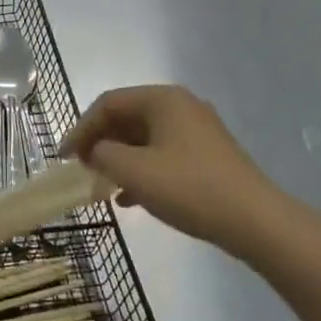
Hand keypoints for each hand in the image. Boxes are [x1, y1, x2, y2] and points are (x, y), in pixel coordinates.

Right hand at [62, 85, 290, 259]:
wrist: (256, 222)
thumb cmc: (189, 188)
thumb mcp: (133, 171)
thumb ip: (102, 155)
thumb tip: (95, 151)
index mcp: (162, 99)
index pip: (107, 104)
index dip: (80, 128)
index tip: (64, 157)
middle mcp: (180, 106)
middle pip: (126, 118)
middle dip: (99, 144)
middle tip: (80, 170)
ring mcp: (197, 131)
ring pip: (144, 139)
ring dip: (118, 160)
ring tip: (101, 187)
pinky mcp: (208, 156)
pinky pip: (162, 154)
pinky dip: (141, 171)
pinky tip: (129, 199)